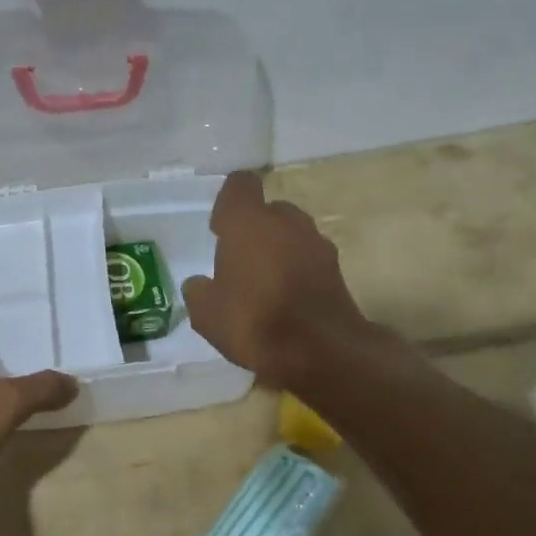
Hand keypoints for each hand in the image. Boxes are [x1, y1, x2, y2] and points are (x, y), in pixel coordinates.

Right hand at [182, 170, 373, 384]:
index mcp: (248, 221)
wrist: (321, 350)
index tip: (220, 230)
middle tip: (241, 262)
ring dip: (280, 250)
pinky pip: (309, 259)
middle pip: (269, 211)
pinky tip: (288, 301)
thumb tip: (199, 284)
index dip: (228, 204)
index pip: (240, 185)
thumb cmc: (254, 321)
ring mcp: (316, 242)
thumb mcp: (207, 314)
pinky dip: (299, 271)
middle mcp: (286, 221)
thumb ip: (199, 292)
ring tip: (265, 285)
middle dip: (256, 230)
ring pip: (292, 235)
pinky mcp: (336, 268)